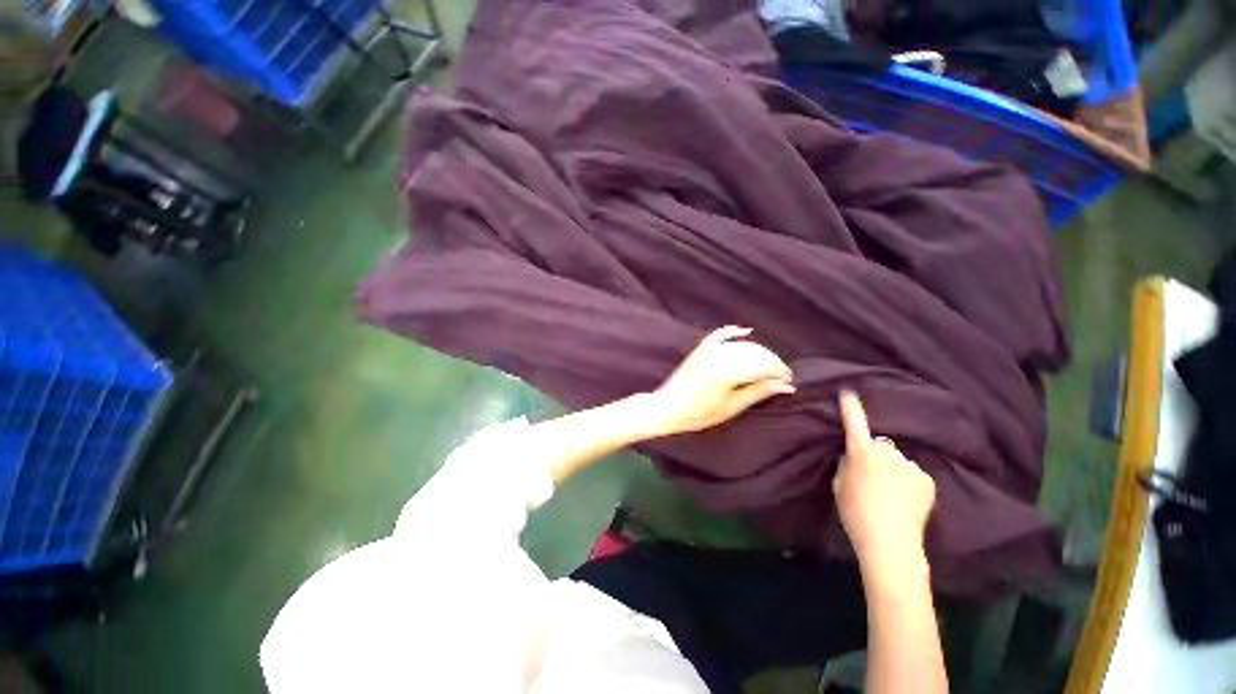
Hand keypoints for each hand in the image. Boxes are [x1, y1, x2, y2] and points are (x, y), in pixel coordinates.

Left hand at [648, 326, 794, 435]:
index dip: (780, 371)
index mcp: (729, 370)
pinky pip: (720, 334)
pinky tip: (745, 331)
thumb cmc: (699, 413)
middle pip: (756, 352)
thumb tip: (786, 386)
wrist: (668, 407)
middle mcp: (721, 355)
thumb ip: (758, 392)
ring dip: (759, 352)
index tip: (790, 381)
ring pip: (742, 344)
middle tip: (781, 378)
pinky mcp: (701, 348)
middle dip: (773, 363)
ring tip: (768, 367)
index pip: (764, 364)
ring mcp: (709, 349)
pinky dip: (733, 331)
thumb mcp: (732, 407)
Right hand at [833, 390, 935, 576]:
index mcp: (862, 453)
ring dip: (892, 468)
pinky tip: (904, 500)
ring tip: (890, 493)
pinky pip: (912, 473)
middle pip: (879, 445)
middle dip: (874, 454)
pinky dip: (907, 481)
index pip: (854, 423)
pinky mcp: (927, 480)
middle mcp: (888, 453)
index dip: (851, 407)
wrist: (891, 544)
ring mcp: (911, 465)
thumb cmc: (855, 513)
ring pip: (896, 460)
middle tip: (870, 476)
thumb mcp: (839, 486)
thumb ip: (845, 464)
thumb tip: (853, 456)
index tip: (849, 392)